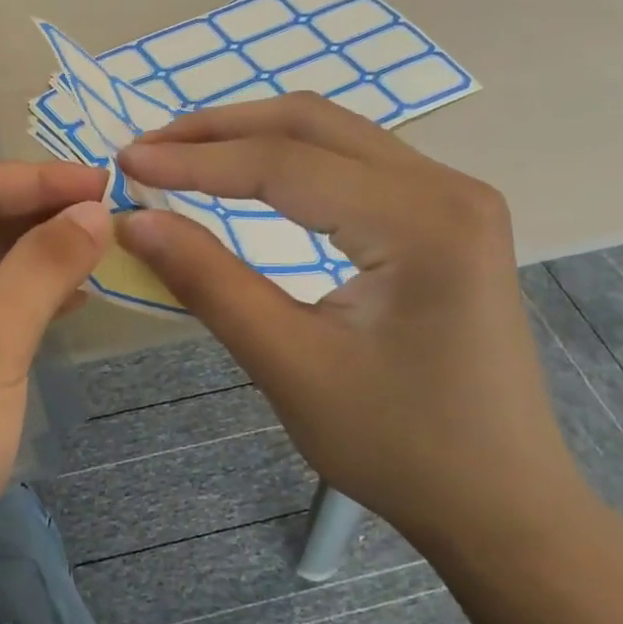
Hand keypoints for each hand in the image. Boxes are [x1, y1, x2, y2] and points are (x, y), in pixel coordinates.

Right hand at [116, 94, 582, 545]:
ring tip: (181, 155)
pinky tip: (247, 176)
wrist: (497, 500)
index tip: (125, 163)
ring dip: (252, 137)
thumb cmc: (397, 445)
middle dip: (219, 129)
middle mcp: (448, 188)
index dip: (194, 160)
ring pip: (334, 134)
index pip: (284, 163)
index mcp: (422, 222)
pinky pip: (354, 163)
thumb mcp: (289, 364)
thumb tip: (135, 221)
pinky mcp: (445, 219)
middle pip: (312, 123)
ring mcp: (454, 199)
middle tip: (146, 149)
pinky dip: (288, 160)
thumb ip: (209, 282)